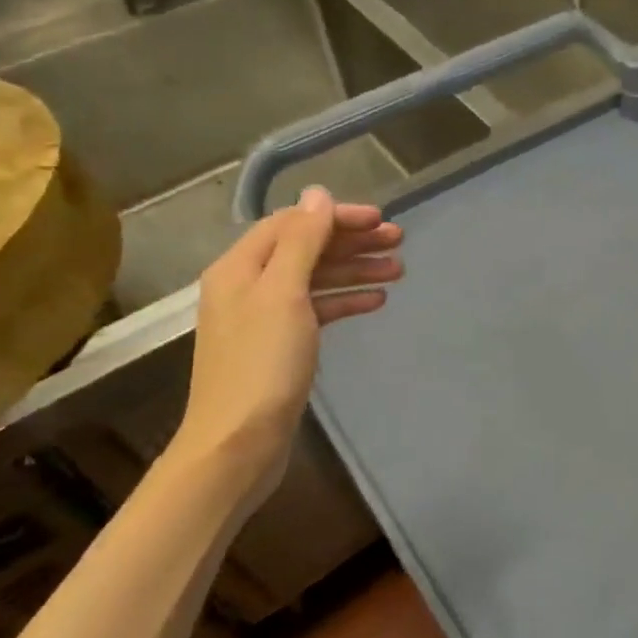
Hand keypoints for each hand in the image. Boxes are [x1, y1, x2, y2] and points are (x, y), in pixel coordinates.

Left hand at [174, 188, 401, 488]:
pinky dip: (345, 301)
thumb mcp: (284, 294)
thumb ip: (302, 242)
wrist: (239, 443)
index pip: (293, 223)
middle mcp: (248, 286)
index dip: (336, 217)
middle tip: (399, 242)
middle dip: (352, 242)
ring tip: (398, 271)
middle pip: (306, 249)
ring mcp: (263, 318)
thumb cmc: (262, 364)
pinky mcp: (279, 346)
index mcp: (240, 267)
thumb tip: (317, 194)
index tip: (381, 221)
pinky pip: (316, 309)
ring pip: (315, 279)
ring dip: (355, 271)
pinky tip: (376, 301)